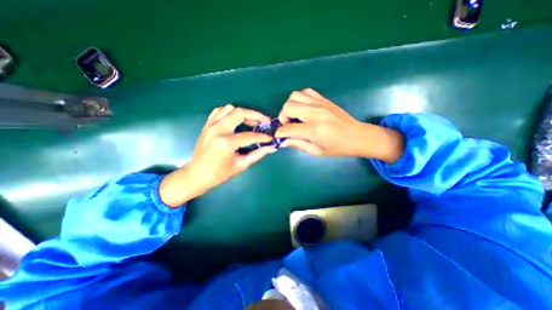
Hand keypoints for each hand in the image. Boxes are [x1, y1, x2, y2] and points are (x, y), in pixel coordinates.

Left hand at [159, 105, 273, 206]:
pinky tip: (236, 121)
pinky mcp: (207, 125)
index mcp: (225, 143)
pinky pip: (219, 111)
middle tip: (264, 122)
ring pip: (229, 109)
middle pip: (239, 113)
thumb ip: (257, 154)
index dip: (262, 137)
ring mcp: (210, 125)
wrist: (196, 175)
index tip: (271, 138)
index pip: (249, 136)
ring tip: (251, 122)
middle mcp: (217, 130)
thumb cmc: (219, 174)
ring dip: (243, 113)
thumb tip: (270, 147)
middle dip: (255, 116)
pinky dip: (230, 113)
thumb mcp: (240, 165)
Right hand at [279, 89, 403, 161]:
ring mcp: (320, 104)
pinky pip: (306, 92)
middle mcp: (315, 114)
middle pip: (289, 106)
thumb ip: (298, 144)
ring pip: (295, 95)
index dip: (279, 133)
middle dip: (283, 116)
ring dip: (290, 105)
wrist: (357, 136)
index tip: (279, 136)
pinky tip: (303, 108)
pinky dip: (300, 98)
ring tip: (294, 116)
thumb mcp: (316, 151)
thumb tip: (283, 141)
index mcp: (313, 130)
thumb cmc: (337, 148)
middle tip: (287, 125)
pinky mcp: (324, 99)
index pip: (288, 128)